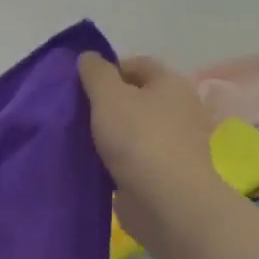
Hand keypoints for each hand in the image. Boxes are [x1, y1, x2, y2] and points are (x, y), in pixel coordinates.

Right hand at [78, 53, 220, 250]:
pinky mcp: (166, 173)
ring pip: (134, 129)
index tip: (81, 87)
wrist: (166, 201)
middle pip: (137, 97)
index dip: (107, 70)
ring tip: (82, 139)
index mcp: (171, 83)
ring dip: (111, 133)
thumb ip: (95, 72)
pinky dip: (118, 158)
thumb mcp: (108, 95)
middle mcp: (179, 109)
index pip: (137, 64)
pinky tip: (97, 164)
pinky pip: (136, 157)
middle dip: (107, 103)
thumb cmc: (138, 138)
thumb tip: (89, 57)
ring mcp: (175, 144)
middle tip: (78, 112)